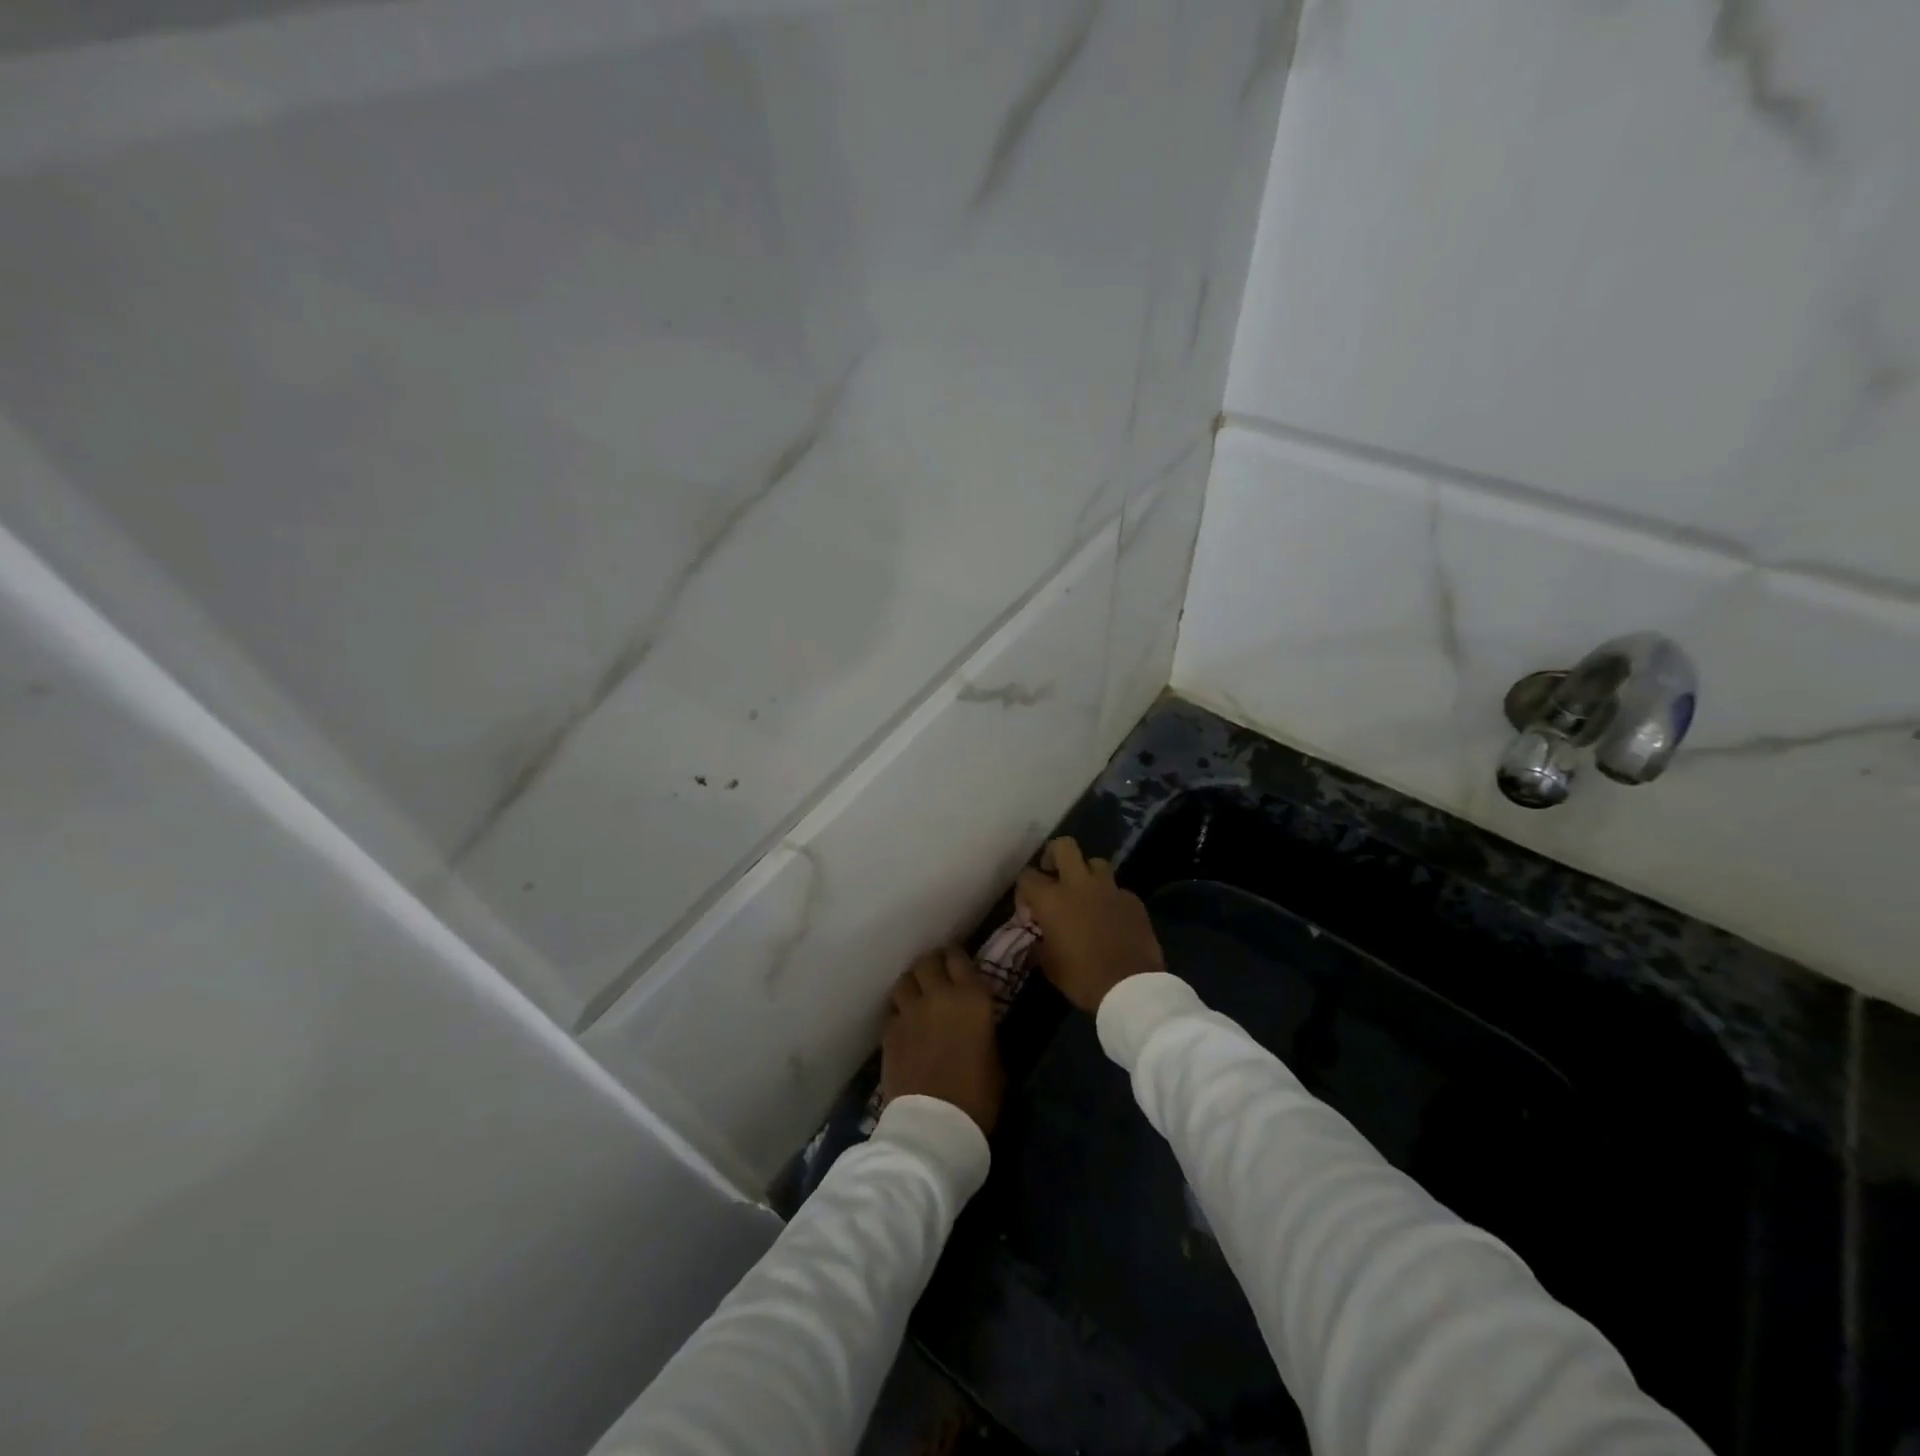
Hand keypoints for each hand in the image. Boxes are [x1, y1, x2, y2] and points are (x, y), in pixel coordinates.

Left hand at [880, 948, 1003, 1135]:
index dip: (957, 957)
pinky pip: (892, 1009)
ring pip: (905, 980)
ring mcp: (910, 1011)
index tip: (957, 962)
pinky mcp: (889, 1031)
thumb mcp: (997, 1059)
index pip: (959, 958)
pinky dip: (899, 1011)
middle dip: (932, 963)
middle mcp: (939, 995)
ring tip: (917, 993)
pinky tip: (904, 1021)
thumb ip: (985, 1030)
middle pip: (928, 961)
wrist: (935, 1124)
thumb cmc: (978, 1096)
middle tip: (937, 973)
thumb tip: (979, 1024)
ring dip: (912, 983)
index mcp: (972, 998)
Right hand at [1016, 837, 1164, 1012]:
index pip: (1027, 876)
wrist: (1130, 988)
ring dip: (1087, 874)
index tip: (1028, 905)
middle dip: (1055, 854)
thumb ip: (1040, 942)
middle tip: (1053, 873)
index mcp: (1052, 900)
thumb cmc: (1082, 978)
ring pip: (1095, 862)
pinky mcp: (1132, 899)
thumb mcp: (1049, 965)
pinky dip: (1110, 898)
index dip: (1024, 889)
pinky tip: (1111, 917)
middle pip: (1064, 846)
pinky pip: (1117, 889)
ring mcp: (1109, 889)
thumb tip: (1040, 935)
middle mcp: (1079, 884)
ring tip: (1086, 894)